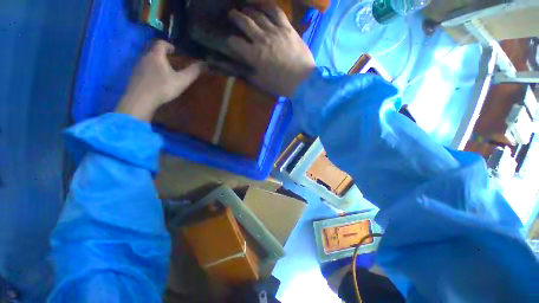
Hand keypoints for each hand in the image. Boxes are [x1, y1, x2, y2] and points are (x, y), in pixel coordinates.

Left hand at [117, 40, 203, 120]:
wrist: (141, 99)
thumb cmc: (163, 87)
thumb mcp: (182, 80)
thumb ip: (193, 71)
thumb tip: (205, 63)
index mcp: (156, 55)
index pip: (161, 43)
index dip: (169, 45)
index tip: (175, 51)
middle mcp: (145, 57)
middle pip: (153, 50)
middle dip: (162, 54)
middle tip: (171, 62)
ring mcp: (137, 66)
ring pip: (147, 59)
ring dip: (156, 62)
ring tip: (164, 72)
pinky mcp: (134, 75)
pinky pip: (143, 69)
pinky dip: (150, 71)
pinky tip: (155, 80)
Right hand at [227, 6, 315, 97]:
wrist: (302, 80)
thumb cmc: (280, 84)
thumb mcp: (261, 83)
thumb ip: (248, 74)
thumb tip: (240, 67)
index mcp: (254, 55)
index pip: (235, 42)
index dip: (229, 41)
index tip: (229, 41)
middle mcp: (261, 39)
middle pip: (244, 22)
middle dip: (235, 17)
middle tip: (232, 15)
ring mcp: (275, 31)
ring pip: (258, 14)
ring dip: (249, 10)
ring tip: (245, 9)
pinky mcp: (287, 28)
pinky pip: (276, 12)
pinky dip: (268, 6)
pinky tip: (263, 6)